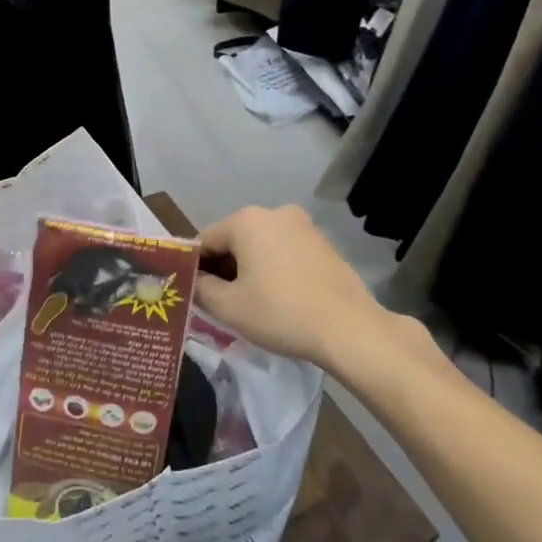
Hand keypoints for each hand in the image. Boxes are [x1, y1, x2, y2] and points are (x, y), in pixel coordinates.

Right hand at [195, 206, 434, 375]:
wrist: (350, 330)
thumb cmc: (281, 313)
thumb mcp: (228, 306)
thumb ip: (199, 288)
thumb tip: (190, 279)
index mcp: (246, 220)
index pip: (204, 241)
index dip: (194, 268)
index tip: (193, 294)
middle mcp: (274, 212)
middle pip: (233, 240)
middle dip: (222, 268)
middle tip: (219, 302)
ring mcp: (303, 225)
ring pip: (259, 245)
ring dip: (248, 268)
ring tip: (249, 303)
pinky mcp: (322, 243)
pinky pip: (284, 251)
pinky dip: (273, 268)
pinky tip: (277, 297)